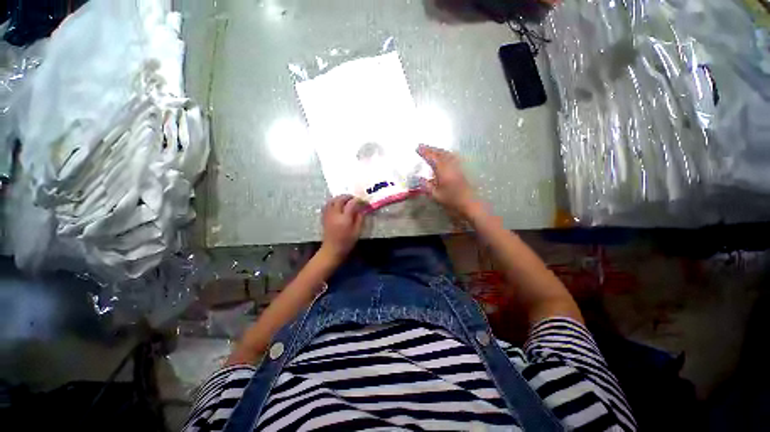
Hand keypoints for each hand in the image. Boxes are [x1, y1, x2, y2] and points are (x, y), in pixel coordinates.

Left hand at [321, 195, 365, 259]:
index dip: (358, 200)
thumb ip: (360, 218)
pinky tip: (337, 205)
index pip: (351, 203)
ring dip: (339, 198)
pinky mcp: (324, 217)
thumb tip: (362, 209)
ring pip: (332, 200)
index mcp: (345, 218)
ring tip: (345, 200)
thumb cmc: (347, 242)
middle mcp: (335, 214)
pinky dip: (333, 202)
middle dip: (347, 196)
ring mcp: (328, 215)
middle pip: (340, 199)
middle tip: (354, 198)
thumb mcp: (357, 231)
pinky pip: (327, 205)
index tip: (362, 201)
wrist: (332, 249)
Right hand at [417, 144, 478, 216]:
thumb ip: (427, 186)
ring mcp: (457, 166)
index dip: (425, 152)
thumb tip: (419, 178)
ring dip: (438, 150)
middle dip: (430, 149)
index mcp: (443, 171)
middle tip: (422, 145)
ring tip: (431, 149)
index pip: (432, 158)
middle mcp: (450, 166)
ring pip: (447, 154)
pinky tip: (445, 155)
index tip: (418, 148)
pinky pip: (452, 157)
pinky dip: (446, 154)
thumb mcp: (436, 195)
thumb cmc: (451, 201)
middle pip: (440, 153)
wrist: (469, 203)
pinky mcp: (461, 169)